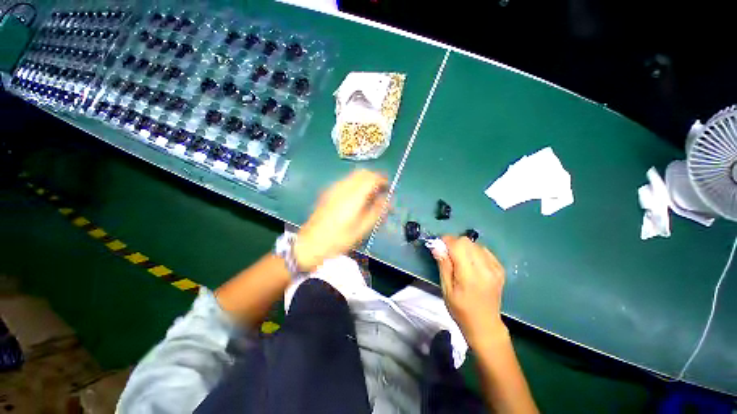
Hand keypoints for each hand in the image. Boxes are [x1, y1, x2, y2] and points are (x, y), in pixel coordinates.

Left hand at [294, 170, 387, 271]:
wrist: (311, 243)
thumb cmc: (339, 239)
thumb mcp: (362, 229)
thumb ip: (376, 212)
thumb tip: (386, 200)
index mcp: (353, 196)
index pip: (371, 178)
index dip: (382, 180)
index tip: (388, 187)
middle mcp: (343, 187)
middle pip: (362, 172)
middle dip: (374, 178)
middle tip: (381, 190)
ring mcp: (333, 188)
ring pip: (353, 175)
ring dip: (365, 180)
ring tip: (370, 194)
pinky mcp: (328, 192)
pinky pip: (346, 181)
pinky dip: (356, 183)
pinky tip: (356, 197)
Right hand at [433, 236, 508, 345]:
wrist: (485, 324)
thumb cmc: (461, 309)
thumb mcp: (446, 289)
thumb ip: (443, 265)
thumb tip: (436, 246)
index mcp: (470, 275)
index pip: (458, 245)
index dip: (446, 241)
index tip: (438, 245)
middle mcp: (485, 268)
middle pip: (467, 241)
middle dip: (454, 243)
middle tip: (447, 254)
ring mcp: (495, 268)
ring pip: (475, 244)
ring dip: (464, 247)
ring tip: (459, 260)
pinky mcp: (500, 269)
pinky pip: (484, 250)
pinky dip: (474, 252)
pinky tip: (471, 263)